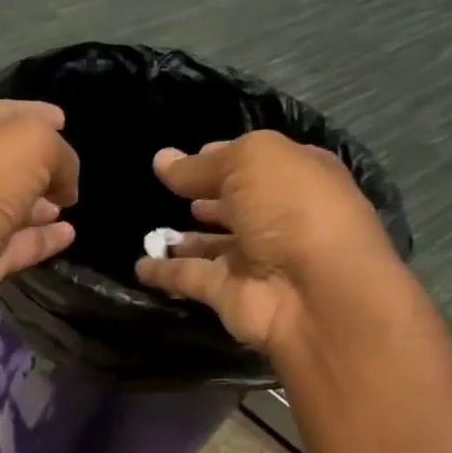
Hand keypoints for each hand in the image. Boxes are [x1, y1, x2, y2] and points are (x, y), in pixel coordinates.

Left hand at [0, 100, 80, 334]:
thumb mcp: (31, 144)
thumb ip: (60, 154)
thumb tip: (67, 183)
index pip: (5, 115)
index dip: (36, 115)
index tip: (64, 120)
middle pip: (8, 164)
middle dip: (40, 166)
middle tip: (72, 172)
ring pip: (13, 207)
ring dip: (41, 205)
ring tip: (73, 203)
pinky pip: (19, 245)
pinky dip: (42, 240)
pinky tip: (69, 235)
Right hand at [134, 130, 398, 352]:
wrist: (312, 291)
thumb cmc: (292, 209)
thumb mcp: (250, 163)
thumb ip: (203, 165)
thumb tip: (163, 160)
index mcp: (294, 177)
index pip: (252, 163)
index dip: (219, 159)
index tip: (180, 160)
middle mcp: (276, 217)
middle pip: (233, 205)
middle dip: (204, 199)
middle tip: (164, 194)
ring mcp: (252, 259)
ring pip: (210, 245)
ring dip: (183, 239)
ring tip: (147, 231)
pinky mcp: (228, 293)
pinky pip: (188, 278)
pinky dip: (164, 273)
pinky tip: (139, 265)